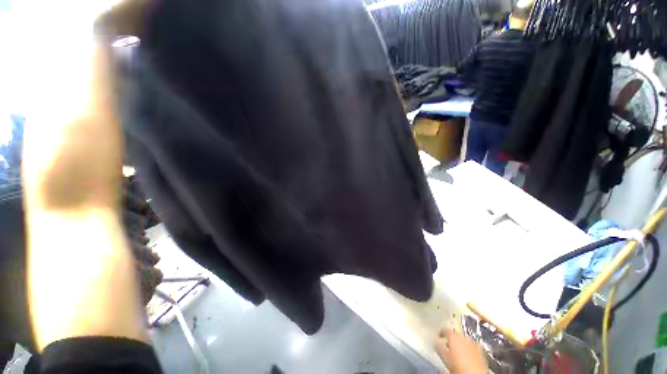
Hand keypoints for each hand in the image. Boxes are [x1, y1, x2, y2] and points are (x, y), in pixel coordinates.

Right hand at [435, 328, 487, 373]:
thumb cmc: (458, 367)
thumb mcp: (446, 359)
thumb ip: (439, 348)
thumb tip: (434, 342)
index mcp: (455, 337)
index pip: (446, 329)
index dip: (441, 332)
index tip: (438, 336)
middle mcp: (465, 337)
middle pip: (456, 334)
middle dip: (452, 338)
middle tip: (447, 344)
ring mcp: (474, 344)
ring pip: (465, 340)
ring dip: (460, 343)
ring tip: (456, 350)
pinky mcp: (482, 351)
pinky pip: (472, 346)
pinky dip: (468, 348)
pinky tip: (466, 355)